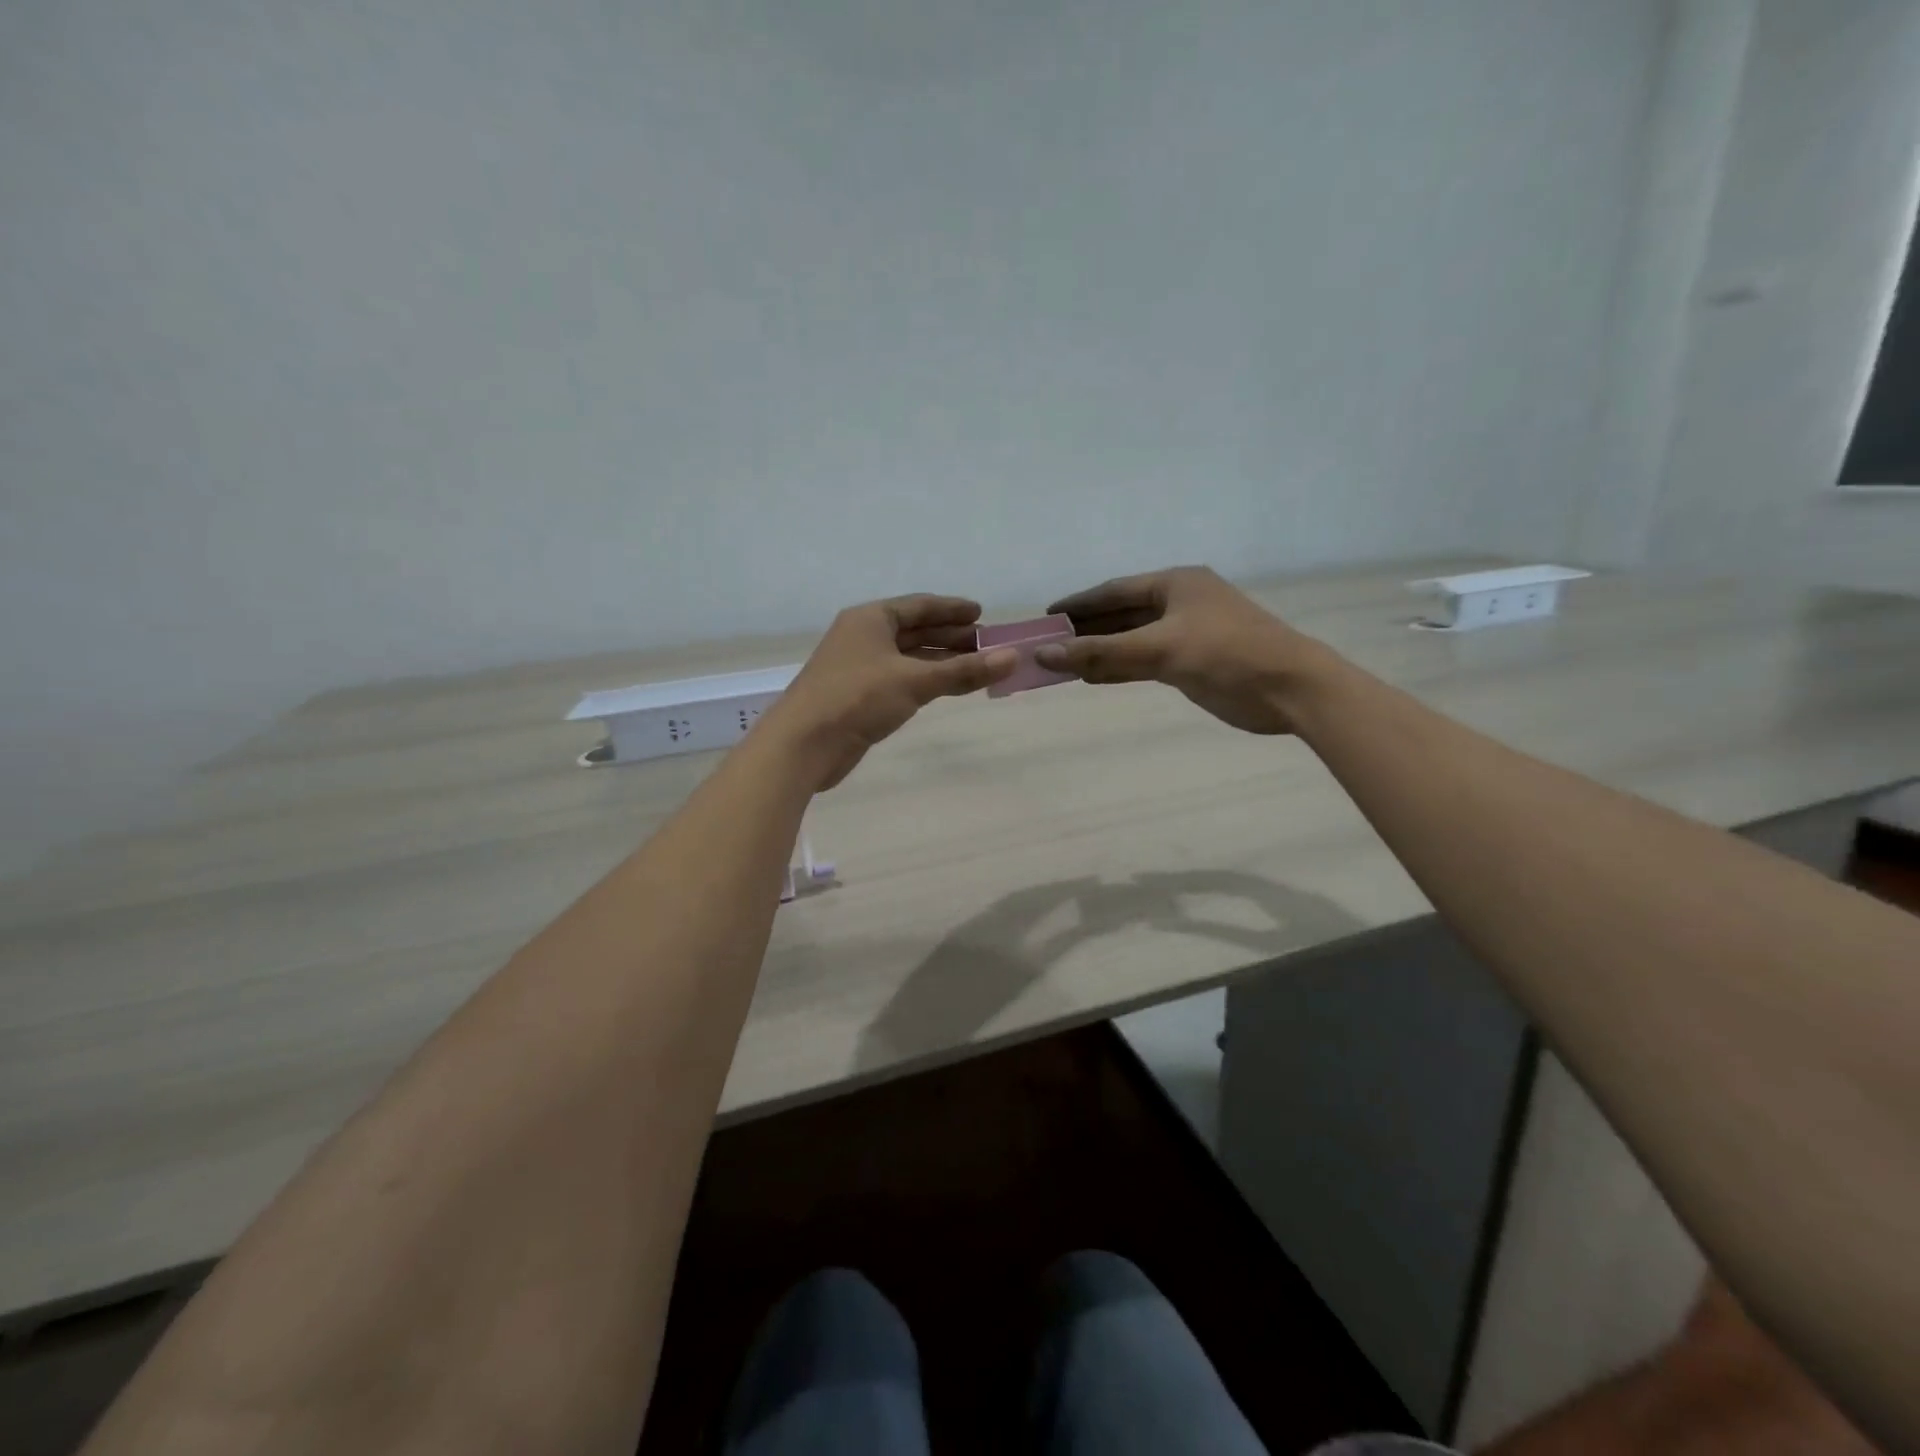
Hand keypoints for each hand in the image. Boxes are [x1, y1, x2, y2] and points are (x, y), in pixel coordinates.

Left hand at [767, 594, 1016, 789]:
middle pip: (914, 630)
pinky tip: (945, 686)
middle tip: (987, 644)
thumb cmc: (857, 698)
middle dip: (950, 636)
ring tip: (975, 665)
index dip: (952, 609)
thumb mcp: (914, 681)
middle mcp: (863, 637)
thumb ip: (963, 671)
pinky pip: (900, 679)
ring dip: (940, 659)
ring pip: (908, 657)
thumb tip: (1012, 657)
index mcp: (871, 619)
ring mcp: (859, 667)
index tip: (982, 614)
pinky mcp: (859, 697)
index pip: (919, 605)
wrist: (804, 744)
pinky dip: (925, 680)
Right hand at [1035, 566, 1329, 733]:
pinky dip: (1119, 669)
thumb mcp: (1160, 649)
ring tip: (1062, 664)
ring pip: (1132, 641)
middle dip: (1086, 630)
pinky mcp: (1192, 663)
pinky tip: (1093, 677)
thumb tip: (1044, 654)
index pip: (1115, 590)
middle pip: (1121, 614)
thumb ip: (1101, 652)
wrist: (1290, 689)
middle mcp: (1179, 603)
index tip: (1047, 616)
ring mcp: (1187, 634)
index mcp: (1176, 584)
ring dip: (1100, 652)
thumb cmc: (1227, 654)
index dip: (1079, 603)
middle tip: (1048, 644)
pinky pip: (1145, 662)